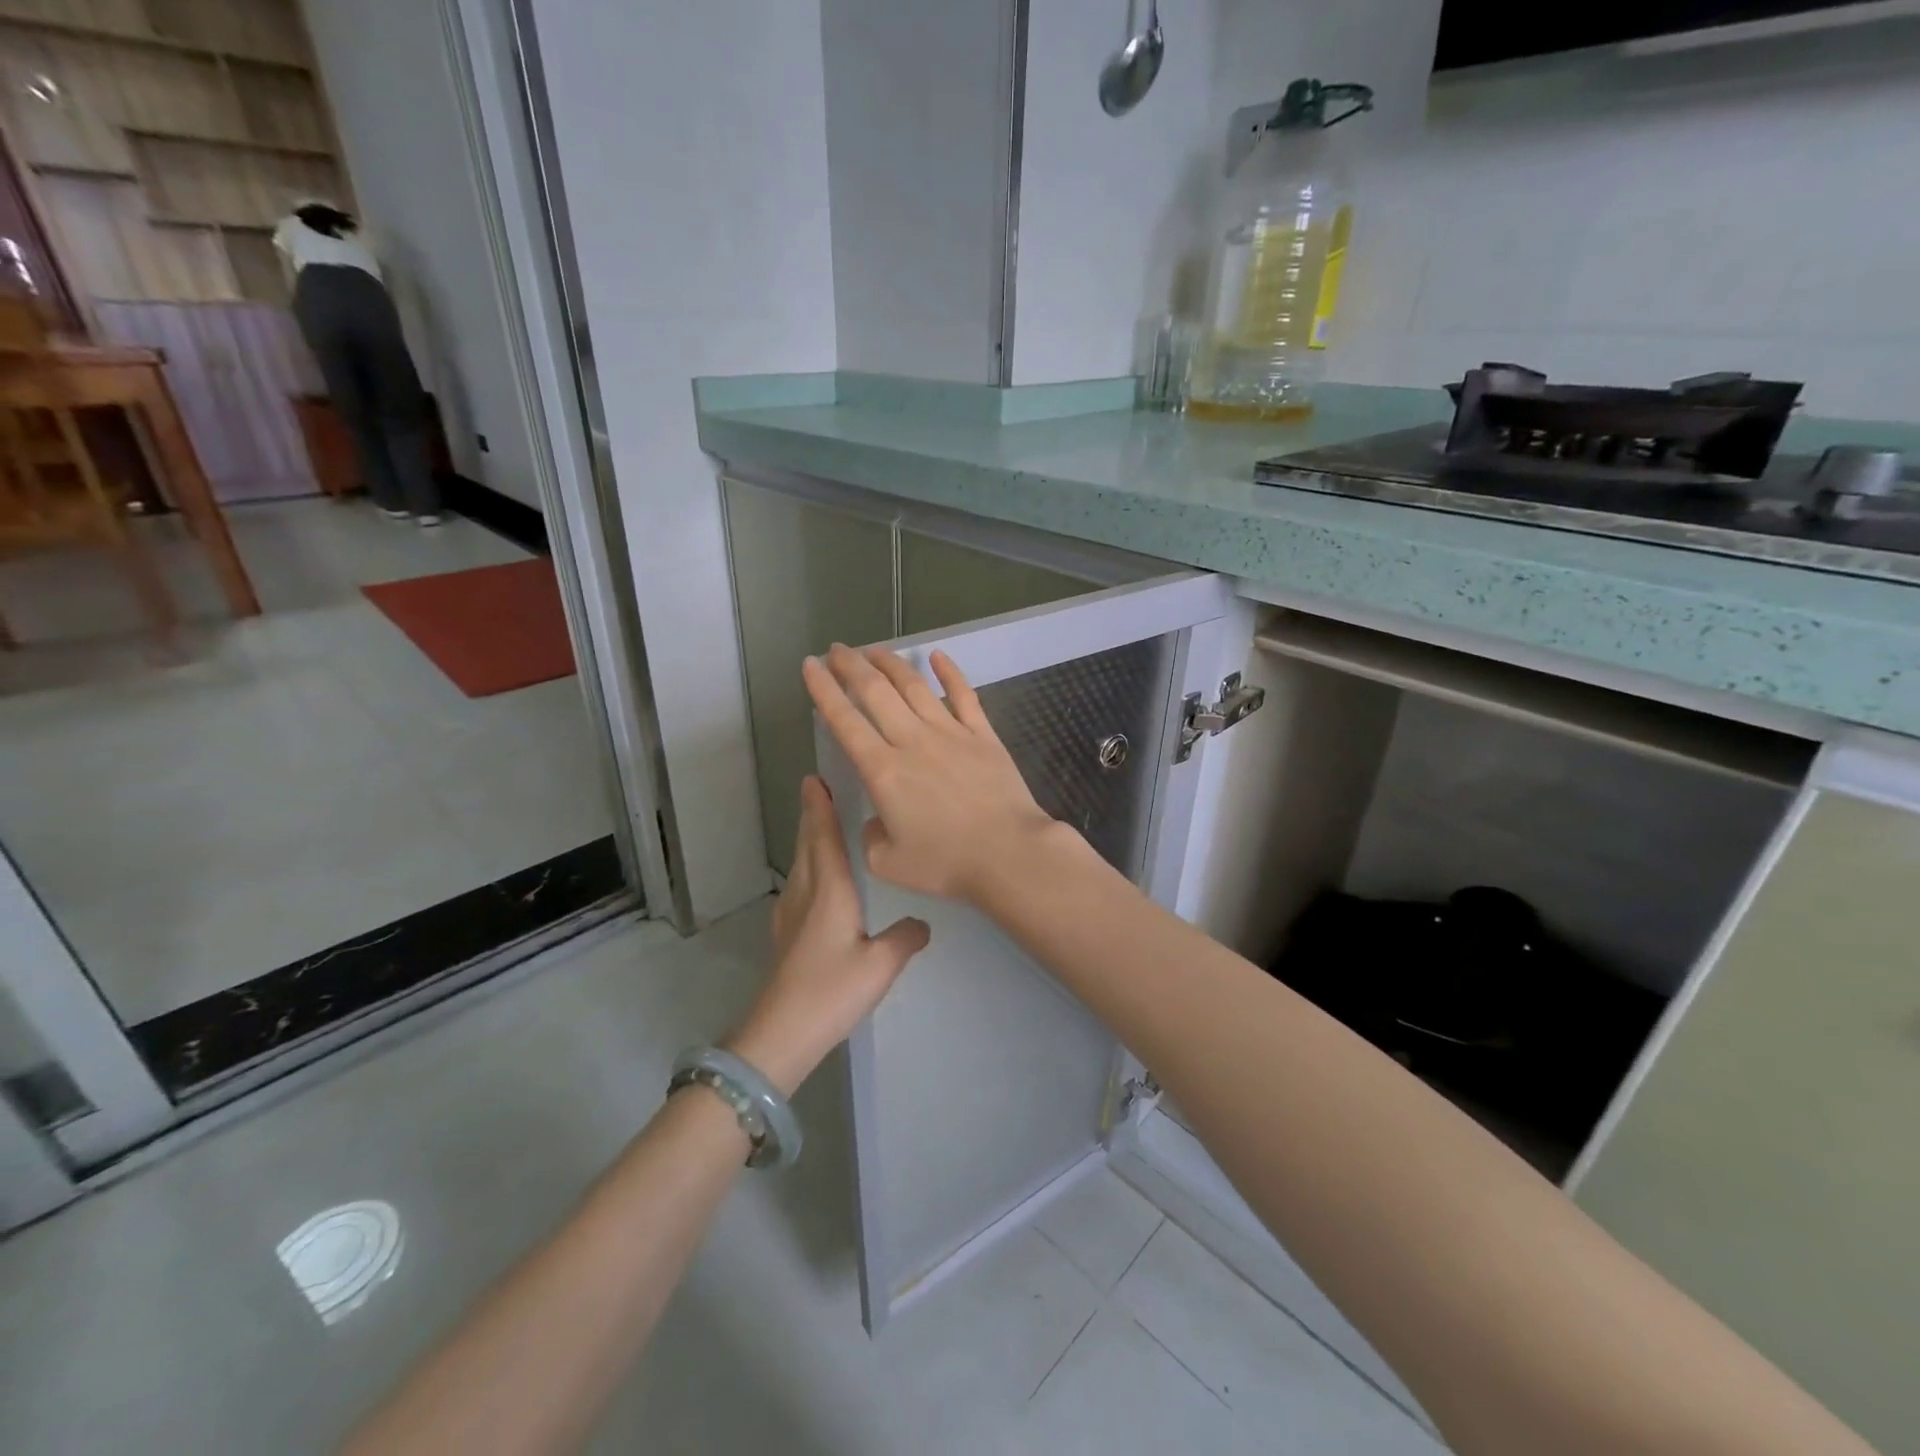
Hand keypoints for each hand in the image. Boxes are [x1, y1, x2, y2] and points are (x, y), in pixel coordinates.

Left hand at [727, 775, 928, 1095]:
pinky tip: (816, 880)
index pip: (824, 837)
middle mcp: (805, 894)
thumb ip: (905, 938)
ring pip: (800, 864)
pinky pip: (798, 884)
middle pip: (807, 844)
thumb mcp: (881, 966)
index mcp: (828, 891)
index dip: (820, 807)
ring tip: (821, 825)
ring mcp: (790, 914)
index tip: (814, 779)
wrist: (780, 1034)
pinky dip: (807, 866)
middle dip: (812, 815)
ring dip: (808, 839)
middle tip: (818, 790)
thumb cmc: (831, 992)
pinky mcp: (785, 935)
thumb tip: (922, 923)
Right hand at [803, 644, 1065, 901]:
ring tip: (873, 650)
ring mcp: (950, 732)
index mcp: (883, 771)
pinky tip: (937, 656)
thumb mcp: (887, 862)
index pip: (845, 721)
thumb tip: (878, 818)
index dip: (824, 690)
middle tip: (836, 650)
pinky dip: (950, 672)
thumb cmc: (946, 863)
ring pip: (914, 686)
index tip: (810, 666)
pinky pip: (963, 695)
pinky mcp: (983, 735)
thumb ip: (871, 835)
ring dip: (891, 663)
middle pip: (875, 692)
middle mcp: (912, 741)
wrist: (1009, 853)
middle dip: (851, 666)